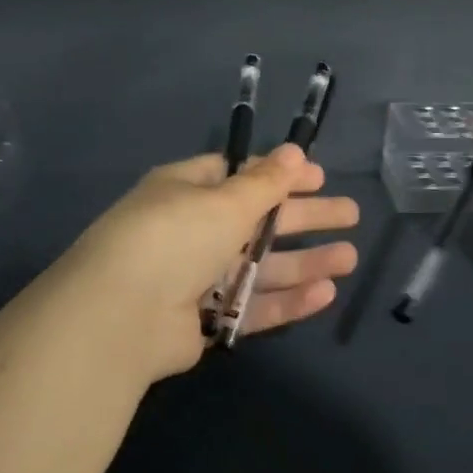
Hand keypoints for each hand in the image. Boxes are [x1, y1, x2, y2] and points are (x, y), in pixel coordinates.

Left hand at [40, 145, 360, 383]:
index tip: (319, 177)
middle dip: (305, 217)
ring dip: (304, 261)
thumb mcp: (224, 201)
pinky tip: (326, 293)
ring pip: (261, 266)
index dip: (280, 175)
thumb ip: (266, 182)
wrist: (121, 316)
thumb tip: (296, 150)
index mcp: (186, 191)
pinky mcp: (205, 321)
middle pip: (258, 221)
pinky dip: (287, 299)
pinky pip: (252, 305)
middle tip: (351, 215)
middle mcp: (191, 231)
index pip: (239, 176)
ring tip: (350, 258)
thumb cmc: (174, 237)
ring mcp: (197, 279)